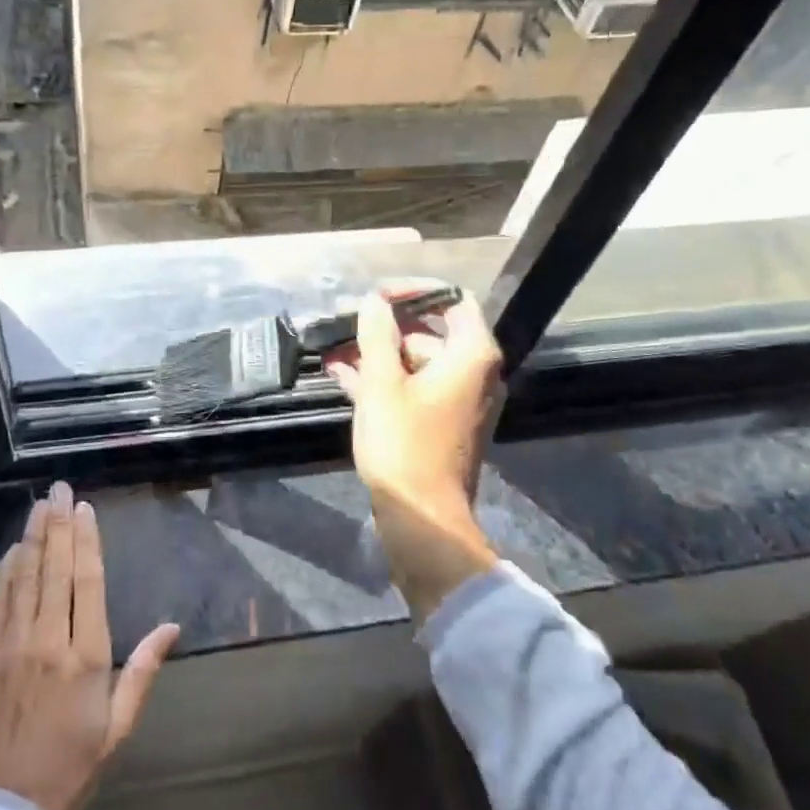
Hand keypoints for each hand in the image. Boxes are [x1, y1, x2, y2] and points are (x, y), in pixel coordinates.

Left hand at [0, 482, 179, 809]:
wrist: (2, 809)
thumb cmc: (70, 767)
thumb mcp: (118, 726)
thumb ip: (143, 671)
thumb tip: (172, 628)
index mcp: (85, 658)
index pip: (86, 582)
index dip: (86, 540)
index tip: (84, 508)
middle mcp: (47, 641)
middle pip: (53, 569)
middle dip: (58, 525)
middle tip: (58, 489)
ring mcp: (10, 646)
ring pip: (23, 578)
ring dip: (32, 537)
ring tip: (38, 506)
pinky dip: (4, 571)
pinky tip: (12, 549)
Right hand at [323, 286, 503, 620]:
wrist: (422, 517)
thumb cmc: (404, 443)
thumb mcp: (382, 384)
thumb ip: (377, 336)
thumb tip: (374, 301)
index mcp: (471, 356)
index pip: (453, 302)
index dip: (415, 291)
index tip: (378, 295)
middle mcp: (474, 374)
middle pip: (430, 334)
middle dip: (384, 327)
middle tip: (345, 322)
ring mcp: (458, 401)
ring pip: (416, 363)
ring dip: (377, 355)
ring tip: (334, 349)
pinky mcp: (441, 424)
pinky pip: (413, 389)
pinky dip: (383, 381)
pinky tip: (342, 375)